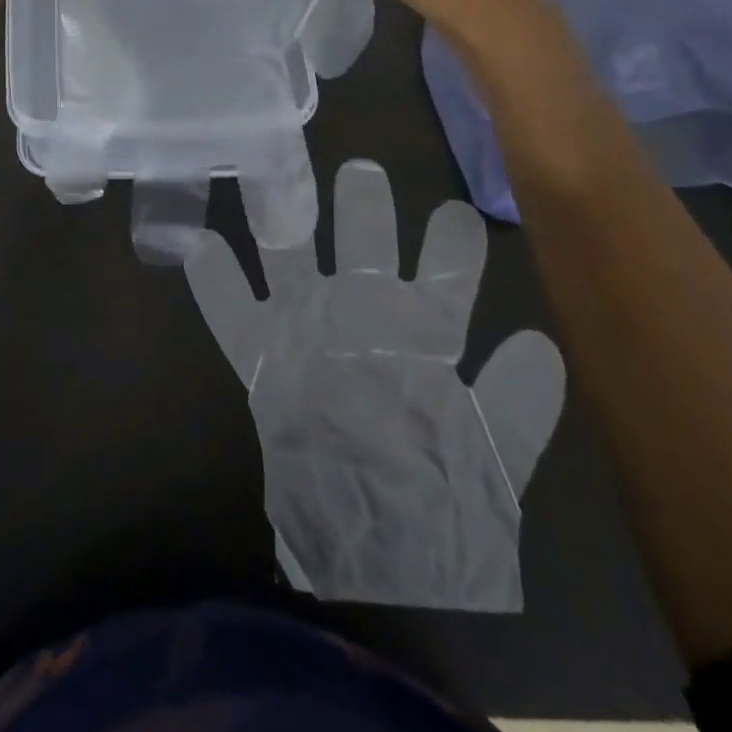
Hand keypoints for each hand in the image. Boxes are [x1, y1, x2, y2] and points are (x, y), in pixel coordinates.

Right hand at [176, 159, 565, 609]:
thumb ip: (516, 405)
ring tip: (272, 179)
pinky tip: (196, 246)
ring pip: (295, 261)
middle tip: (361, 170)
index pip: (441, 281)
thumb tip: (535, 342)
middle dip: (363, 213)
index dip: (451, 250)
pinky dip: (214, 286)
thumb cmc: (438, 510)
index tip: (456, 213)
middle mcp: (364, 322)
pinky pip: (232, 319)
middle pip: (362, 252)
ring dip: (284, 221)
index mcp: (421, 338)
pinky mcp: (266, 365)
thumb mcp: (490, 462)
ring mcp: (311, 335)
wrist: (374, 561)